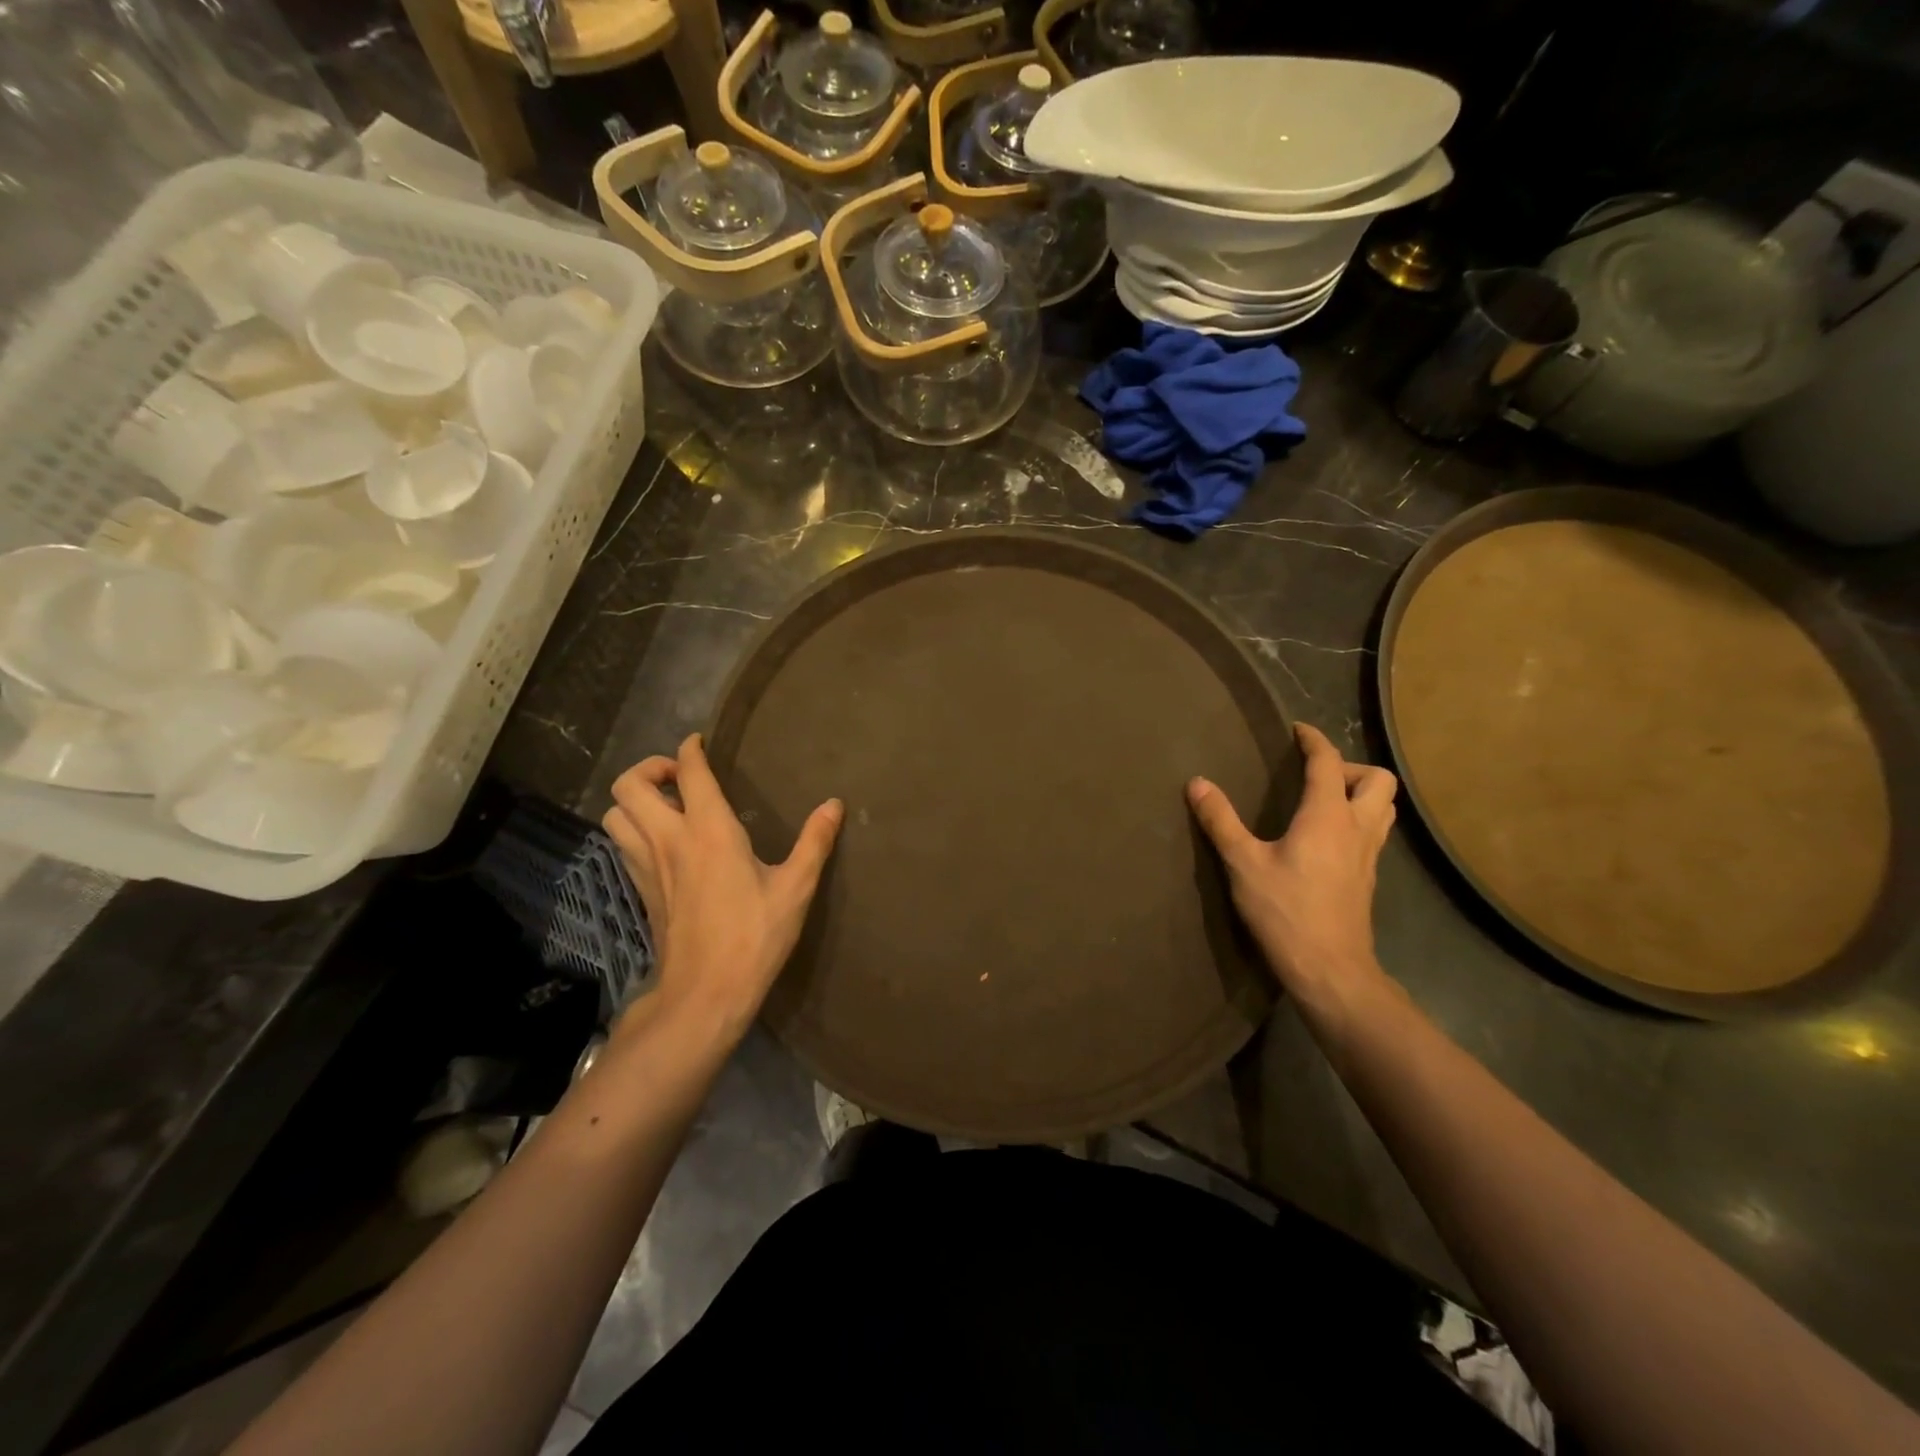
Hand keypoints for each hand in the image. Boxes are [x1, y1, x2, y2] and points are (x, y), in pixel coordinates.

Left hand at [602, 734, 842, 1033]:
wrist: (704, 994)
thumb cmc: (754, 937)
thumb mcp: (795, 889)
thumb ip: (814, 842)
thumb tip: (834, 804)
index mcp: (710, 831)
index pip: (688, 772)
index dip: (690, 749)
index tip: (700, 742)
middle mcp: (669, 840)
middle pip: (630, 786)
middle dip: (650, 768)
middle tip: (681, 777)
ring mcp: (647, 866)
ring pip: (615, 814)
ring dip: (635, 800)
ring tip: (667, 806)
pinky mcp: (641, 890)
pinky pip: (622, 844)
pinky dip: (634, 830)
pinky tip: (663, 843)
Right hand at [1187, 723, 1397, 1008]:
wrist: (1330, 969)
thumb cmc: (1285, 911)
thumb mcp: (1243, 864)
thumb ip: (1221, 821)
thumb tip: (1198, 783)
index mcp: (1327, 816)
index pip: (1329, 763)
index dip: (1315, 741)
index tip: (1298, 730)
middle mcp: (1357, 828)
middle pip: (1378, 781)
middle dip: (1350, 767)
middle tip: (1317, 774)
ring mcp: (1369, 855)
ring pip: (1384, 808)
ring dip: (1362, 793)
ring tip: (1327, 799)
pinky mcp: (1368, 878)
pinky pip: (1375, 833)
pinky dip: (1359, 820)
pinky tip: (1329, 838)